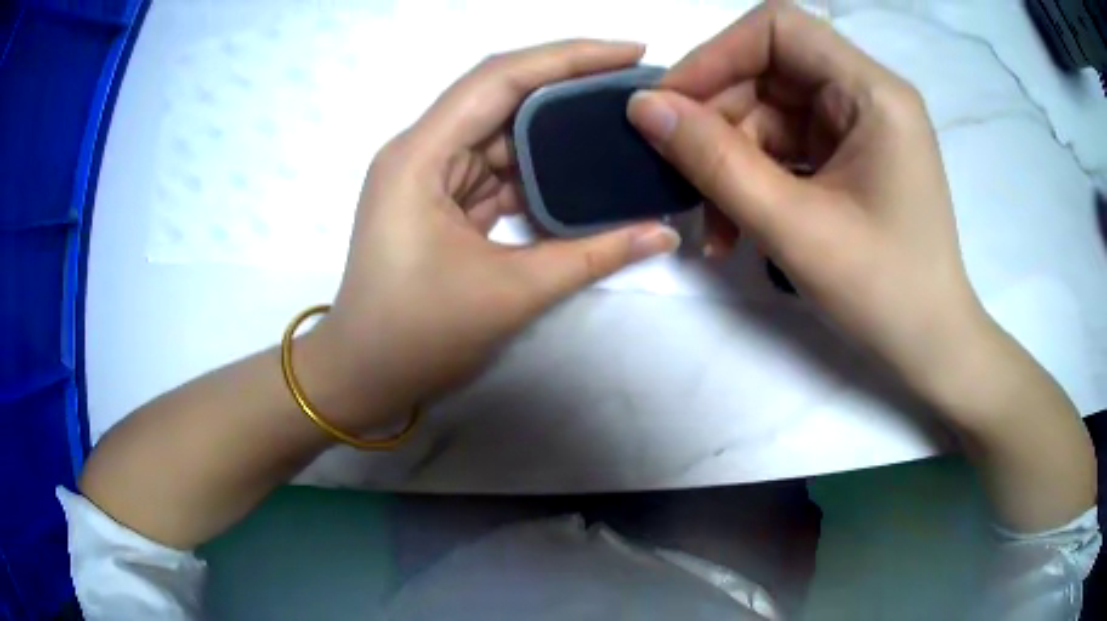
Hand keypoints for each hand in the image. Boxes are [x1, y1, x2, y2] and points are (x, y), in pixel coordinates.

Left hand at [313, 40, 679, 429]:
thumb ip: (593, 256)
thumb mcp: (511, 293)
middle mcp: (421, 150)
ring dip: (556, 125)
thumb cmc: (417, 336)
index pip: (500, 78)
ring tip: (618, 116)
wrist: (363, 375)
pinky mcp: (440, 198)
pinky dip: (538, 165)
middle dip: (569, 82)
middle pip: (502, 94)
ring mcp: (429, 174)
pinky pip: (496, 167)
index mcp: (421, 155)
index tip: (629, 50)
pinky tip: (582, 163)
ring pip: (501, 130)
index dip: (568, 56)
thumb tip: (663, 234)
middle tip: (634, 79)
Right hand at [626, 4, 987, 395]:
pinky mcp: (851, 158)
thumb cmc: (884, 292)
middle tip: (682, 178)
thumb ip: (714, 160)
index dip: (717, 54)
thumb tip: (642, 107)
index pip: (780, 28)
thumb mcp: (794, 227)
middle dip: (719, 122)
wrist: (932, 348)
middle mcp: (867, 95)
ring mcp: (859, 128)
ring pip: (771, 114)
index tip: (671, 105)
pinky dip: (755, 180)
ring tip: (714, 228)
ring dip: (732, 162)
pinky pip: (787, 148)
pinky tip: (737, 228)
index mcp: (873, 92)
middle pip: (770, 71)